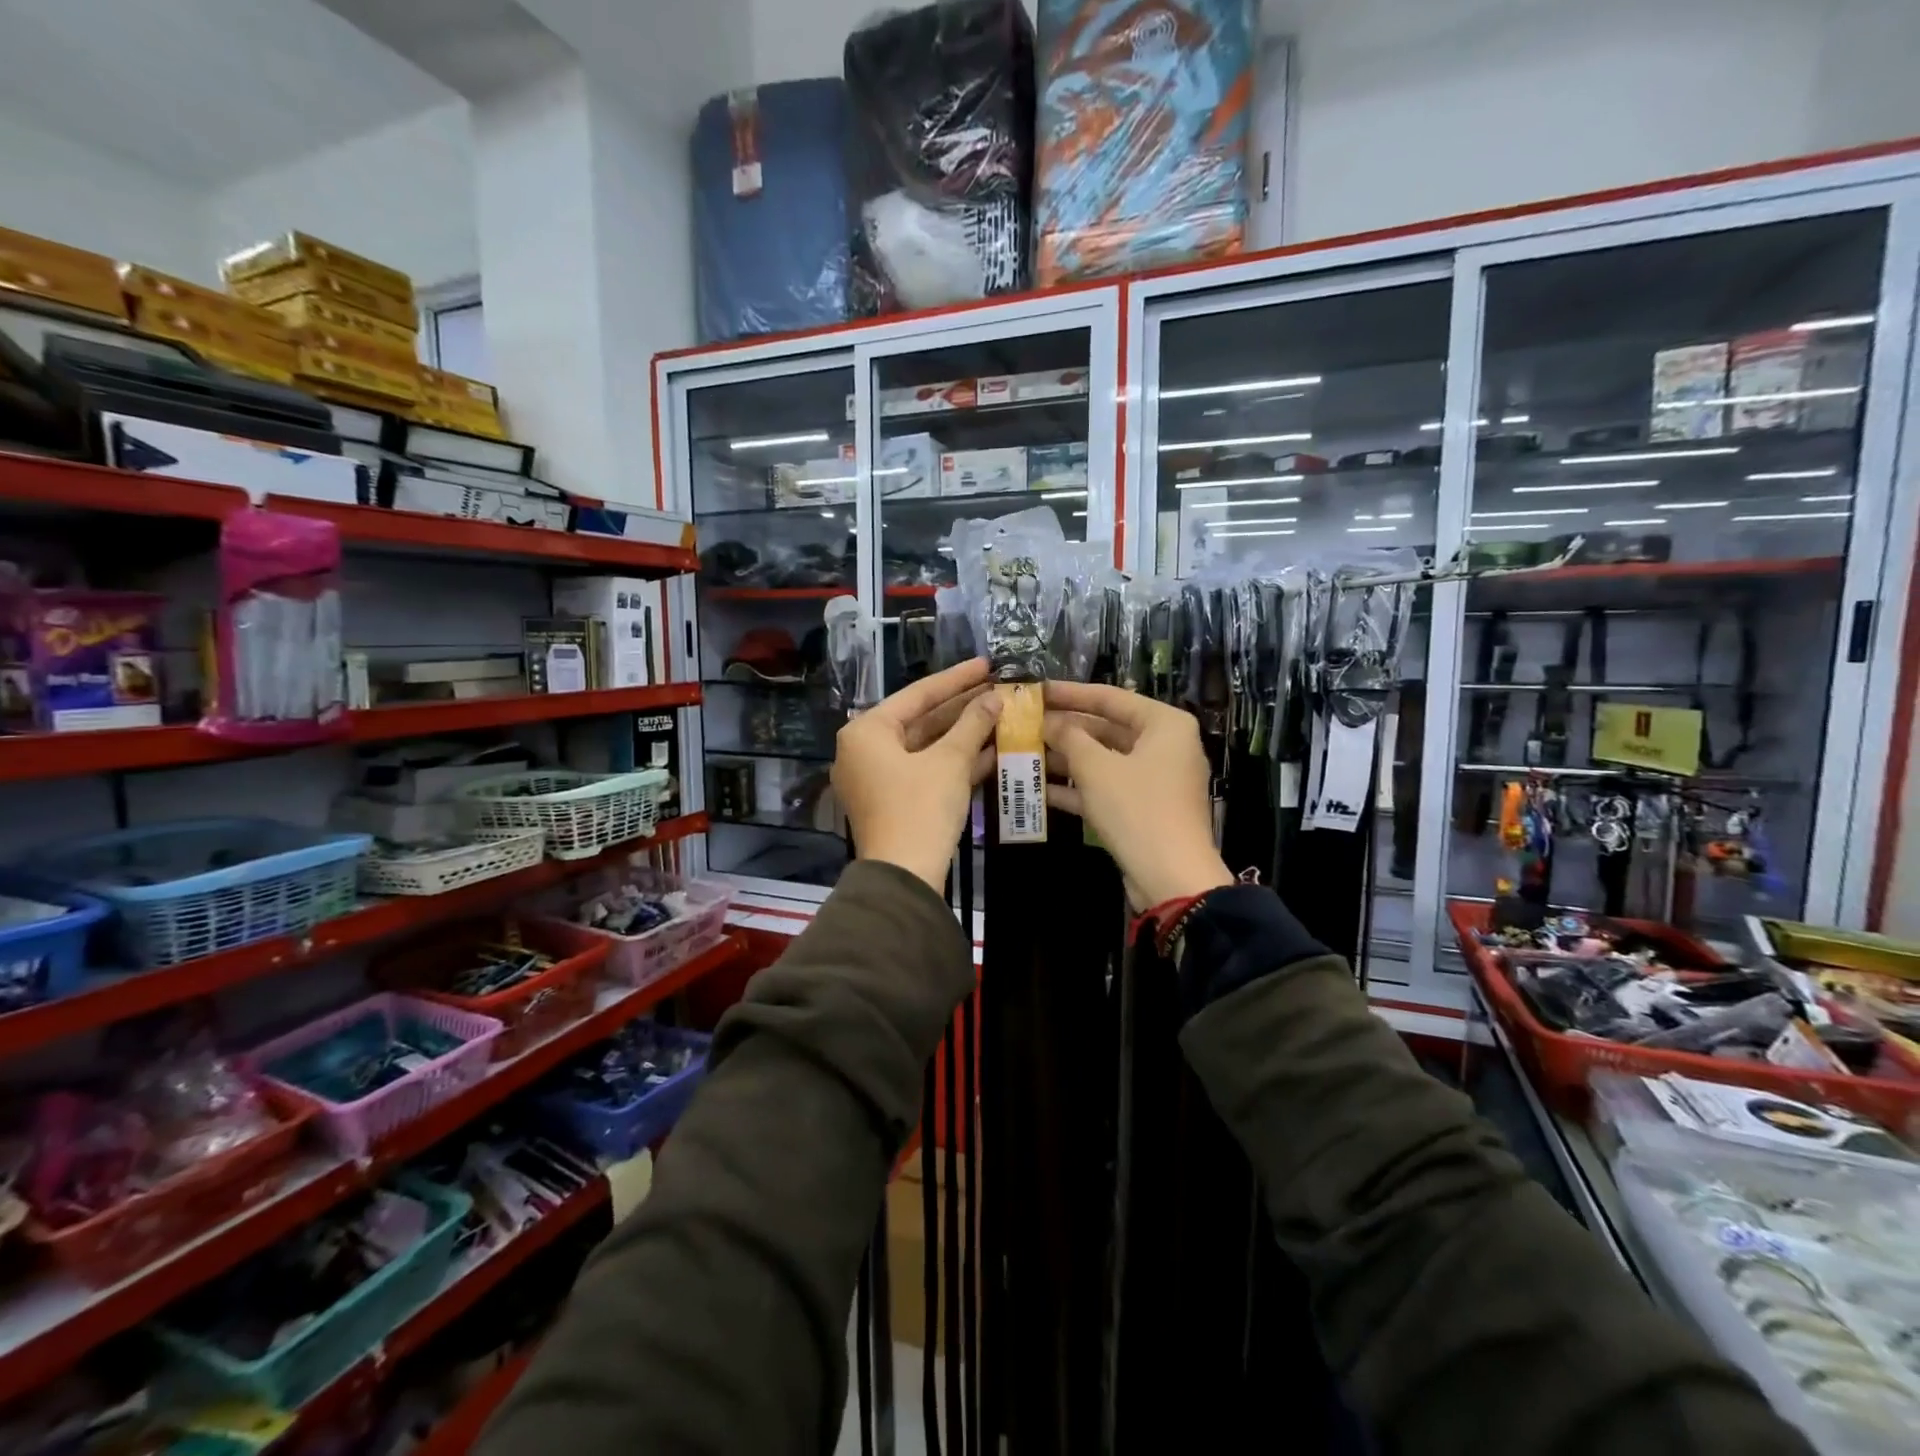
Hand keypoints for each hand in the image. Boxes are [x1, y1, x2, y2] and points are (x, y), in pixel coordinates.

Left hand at [833, 657, 1001, 891]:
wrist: (904, 877)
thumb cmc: (921, 808)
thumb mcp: (951, 762)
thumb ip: (973, 724)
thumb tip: (995, 697)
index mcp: (867, 731)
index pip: (918, 694)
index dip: (957, 678)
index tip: (987, 663)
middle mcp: (865, 749)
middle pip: (922, 720)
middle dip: (963, 708)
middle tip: (999, 688)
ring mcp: (877, 777)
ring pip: (927, 746)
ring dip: (964, 735)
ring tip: (1003, 714)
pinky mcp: (893, 800)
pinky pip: (926, 770)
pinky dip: (955, 761)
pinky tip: (993, 749)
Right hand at [1044, 681, 1231, 909]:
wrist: (1171, 877)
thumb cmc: (1137, 808)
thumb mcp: (1096, 768)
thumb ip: (1069, 737)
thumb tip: (1048, 721)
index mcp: (1164, 724)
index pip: (1110, 697)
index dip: (1070, 693)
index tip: (1036, 691)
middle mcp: (1164, 746)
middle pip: (1106, 729)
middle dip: (1064, 730)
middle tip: (1025, 724)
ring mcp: (1154, 779)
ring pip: (1103, 760)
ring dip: (1065, 759)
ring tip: (1024, 753)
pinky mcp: (1143, 808)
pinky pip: (1106, 788)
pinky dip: (1077, 787)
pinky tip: (1038, 789)